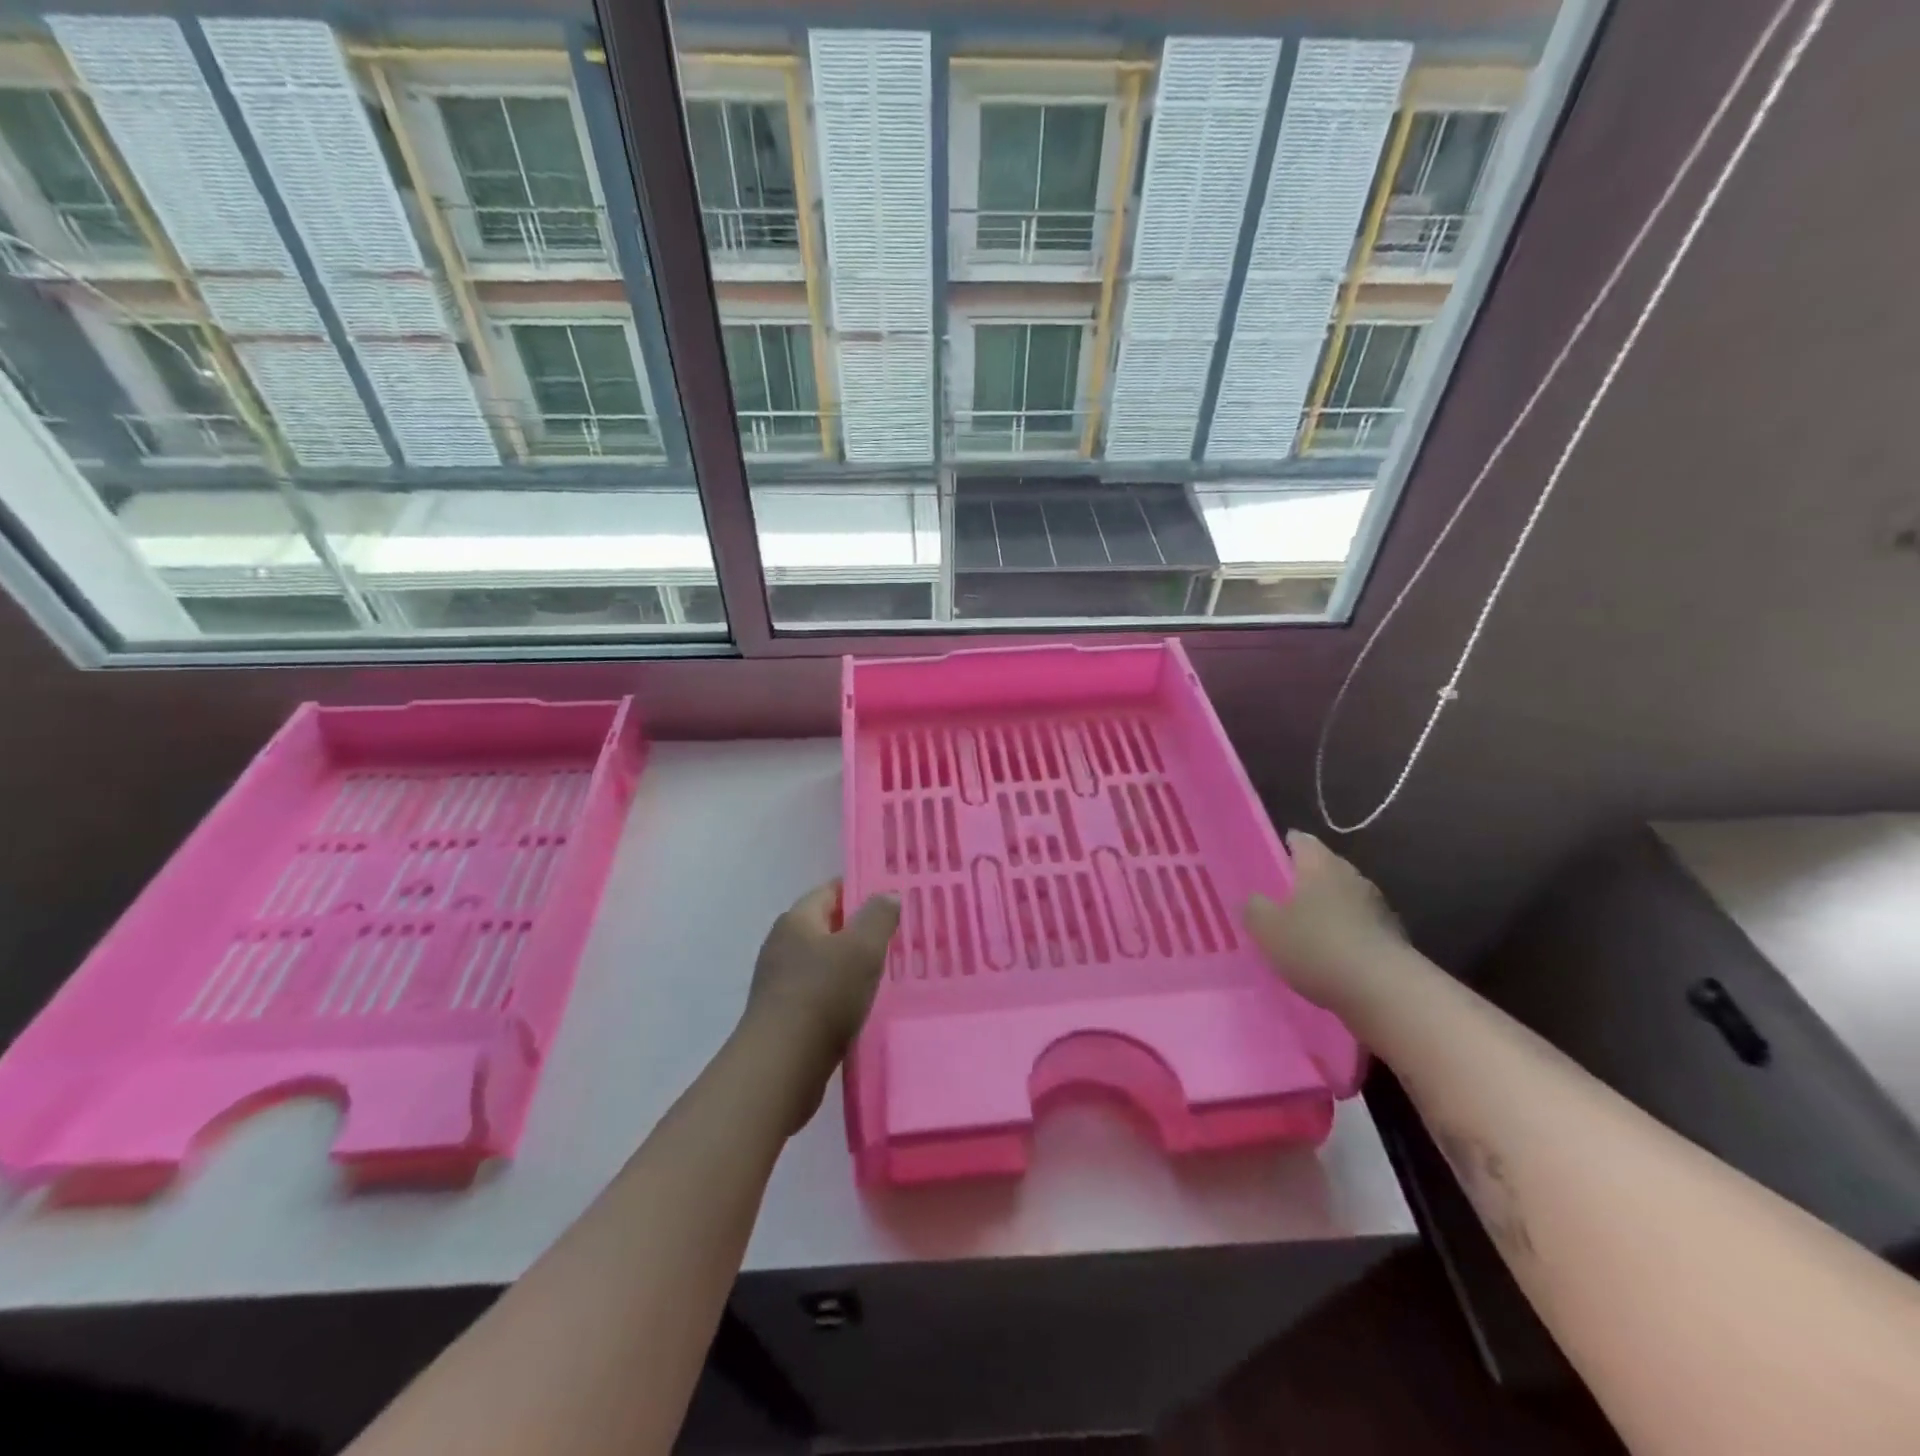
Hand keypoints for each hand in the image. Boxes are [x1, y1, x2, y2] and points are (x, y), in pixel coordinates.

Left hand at [742, 881, 899, 1097]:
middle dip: (858, 928)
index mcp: (797, 920)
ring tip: (884, 971)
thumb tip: (887, 895)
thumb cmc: (823, 994)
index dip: (860, 889)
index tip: (891, 898)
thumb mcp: (862, 948)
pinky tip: (860, 1005)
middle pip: (826, 925)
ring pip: (822, 960)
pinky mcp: (782, 1013)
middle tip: (894, 936)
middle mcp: (782, 944)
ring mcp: (778, 980)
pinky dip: (839, 991)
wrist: (781, 1065)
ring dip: (849, 963)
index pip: (831, 890)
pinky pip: (817, 990)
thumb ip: (878, 917)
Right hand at [1245, 831, 1406, 1013]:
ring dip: (1330, 907)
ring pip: (1345, 897)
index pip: (1302, 841)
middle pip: (1327, 868)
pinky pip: (1361, 926)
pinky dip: (1347, 933)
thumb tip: (1255, 898)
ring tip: (1309, 926)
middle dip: (1308, 878)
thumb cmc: (1317, 947)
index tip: (1277, 851)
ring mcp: (1377, 906)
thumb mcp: (1267, 929)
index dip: (1288, 843)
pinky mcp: (1393, 937)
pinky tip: (1334, 953)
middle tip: (1286, 893)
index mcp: (1319, 865)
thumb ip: (1254, 908)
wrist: (1385, 990)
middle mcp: (1351, 876)